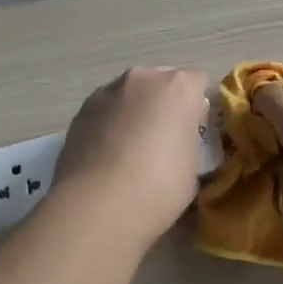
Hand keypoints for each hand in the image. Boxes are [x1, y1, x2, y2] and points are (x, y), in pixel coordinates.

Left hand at [52, 66, 211, 249]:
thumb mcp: (192, 169)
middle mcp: (145, 78)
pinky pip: (107, 108)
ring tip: (129, 148)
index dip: (196, 107)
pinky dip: (110, 121)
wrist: (98, 205)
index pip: (198, 82)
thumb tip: (177, 145)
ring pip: (131, 92)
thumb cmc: (158, 188)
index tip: (193, 131)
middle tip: (162, 138)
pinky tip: (107, 153)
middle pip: (162, 80)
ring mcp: (110, 90)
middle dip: (165, 102)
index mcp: (180, 88)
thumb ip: (188, 144)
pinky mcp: (84, 107)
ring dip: (135, 109)